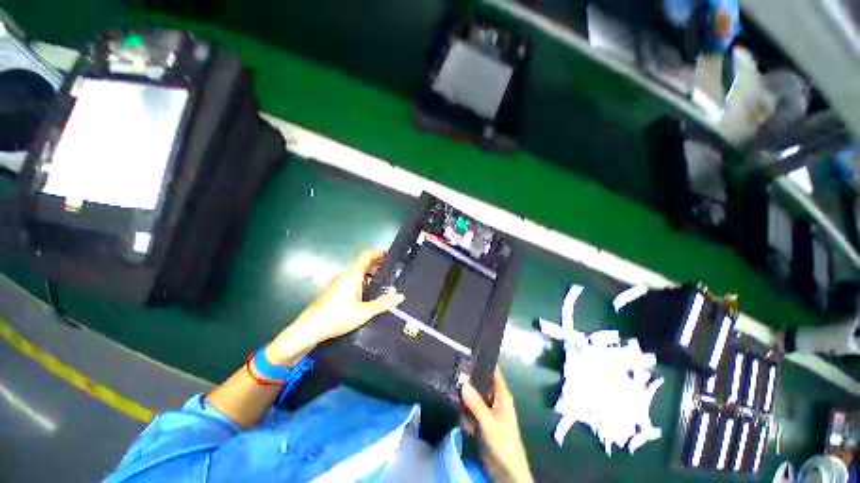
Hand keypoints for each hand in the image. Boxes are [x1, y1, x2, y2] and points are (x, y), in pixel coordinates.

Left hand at [268, 250, 403, 364]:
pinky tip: (366, 298)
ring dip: (369, 278)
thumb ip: (382, 303)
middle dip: (377, 268)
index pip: (366, 256)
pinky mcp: (333, 292)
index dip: (378, 253)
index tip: (389, 255)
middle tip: (391, 276)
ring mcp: (337, 283)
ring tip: (382, 288)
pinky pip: (351, 283)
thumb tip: (400, 296)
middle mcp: (345, 275)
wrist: (309, 328)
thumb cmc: (337, 316)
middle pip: (363, 266)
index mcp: (352, 275)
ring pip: (357, 275)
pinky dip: (361, 284)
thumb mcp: (364, 312)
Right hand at [461, 367, 532, 482]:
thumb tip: (462, 382)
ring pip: (474, 396)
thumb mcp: (488, 421)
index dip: (483, 361)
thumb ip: (475, 402)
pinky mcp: (482, 421)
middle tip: (453, 369)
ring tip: (450, 385)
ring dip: (465, 397)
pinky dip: (465, 411)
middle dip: (469, 379)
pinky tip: (457, 411)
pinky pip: (471, 410)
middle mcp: (495, 399)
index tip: (468, 351)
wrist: (506, 471)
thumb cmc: (503, 441)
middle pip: (481, 383)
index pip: (493, 371)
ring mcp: (488, 410)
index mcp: (502, 394)